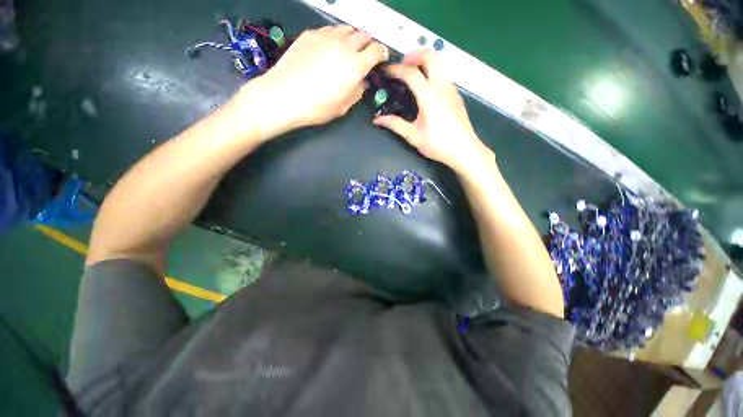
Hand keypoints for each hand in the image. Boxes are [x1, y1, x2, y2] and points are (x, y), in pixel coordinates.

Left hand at [239, 25, 387, 136]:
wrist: (284, 95)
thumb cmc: (317, 107)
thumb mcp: (344, 106)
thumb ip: (357, 91)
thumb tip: (362, 81)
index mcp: (356, 66)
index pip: (376, 50)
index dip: (381, 53)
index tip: (381, 58)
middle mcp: (344, 45)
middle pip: (363, 35)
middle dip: (368, 44)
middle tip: (364, 55)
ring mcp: (326, 36)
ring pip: (347, 29)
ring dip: (352, 38)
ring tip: (347, 50)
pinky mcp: (310, 34)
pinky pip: (330, 30)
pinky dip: (335, 37)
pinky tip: (329, 48)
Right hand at [373, 51, 493, 175]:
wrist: (464, 150)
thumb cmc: (437, 144)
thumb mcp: (413, 136)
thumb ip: (395, 125)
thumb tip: (377, 120)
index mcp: (429, 96)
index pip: (411, 73)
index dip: (396, 69)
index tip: (386, 71)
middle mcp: (442, 86)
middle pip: (431, 57)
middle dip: (415, 55)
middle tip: (402, 64)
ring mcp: (451, 89)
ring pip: (440, 63)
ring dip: (425, 61)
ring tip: (413, 72)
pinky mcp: (456, 95)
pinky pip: (444, 74)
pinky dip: (433, 70)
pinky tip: (426, 86)